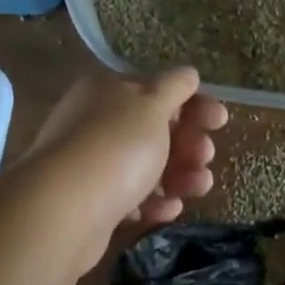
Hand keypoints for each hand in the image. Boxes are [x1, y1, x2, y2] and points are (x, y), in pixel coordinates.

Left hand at [21, 69, 228, 272]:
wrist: (64, 210)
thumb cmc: (117, 146)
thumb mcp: (153, 104)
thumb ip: (175, 87)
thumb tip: (188, 74)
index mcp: (109, 90)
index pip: (158, 90)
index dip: (193, 104)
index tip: (220, 121)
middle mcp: (96, 122)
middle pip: (155, 129)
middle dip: (188, 143)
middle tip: (205, 156)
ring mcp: (91, 164)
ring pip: (146, 165)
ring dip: (179, 174)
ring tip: (198, 187)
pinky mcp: (91, 203)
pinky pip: (131, 197)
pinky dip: (154, 201)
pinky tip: (170, 209)